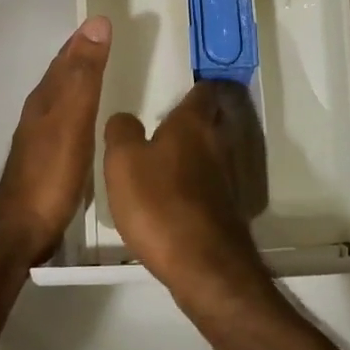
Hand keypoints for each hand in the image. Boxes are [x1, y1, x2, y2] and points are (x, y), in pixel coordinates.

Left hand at [0, 16, 111, 264]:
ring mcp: (43, 137)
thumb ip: (85, 75)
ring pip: (65, 98)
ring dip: (83, 82)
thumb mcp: (73, 118)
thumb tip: (96, 24)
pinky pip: (71, 122)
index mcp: (46, 98)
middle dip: (83, 56)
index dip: (84, 39)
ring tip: (108, 76)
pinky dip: (84, 110)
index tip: (106, 21)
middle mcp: (41, 112)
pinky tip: (95, 122)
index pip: (67, 57)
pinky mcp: (51, 160)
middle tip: (111, 43)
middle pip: (63, 75)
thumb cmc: (51, 172)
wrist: (23, 229)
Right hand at [102, 80, 271, 308]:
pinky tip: (174, 195)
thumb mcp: (123, 162)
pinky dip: (196, 182)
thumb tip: (126, 118)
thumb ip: (121, 131)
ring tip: (163, 158)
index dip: (193, 84)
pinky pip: (210, 182)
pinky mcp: (227, 207)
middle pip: (211, 119)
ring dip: (194, 151)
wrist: (203, 264)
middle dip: (193, 118)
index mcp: (193, 123)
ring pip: (213, 151)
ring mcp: (228, 177)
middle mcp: (218, 143)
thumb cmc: (159, 203)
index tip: (177, 84)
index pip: (203, 89)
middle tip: (164, 122)